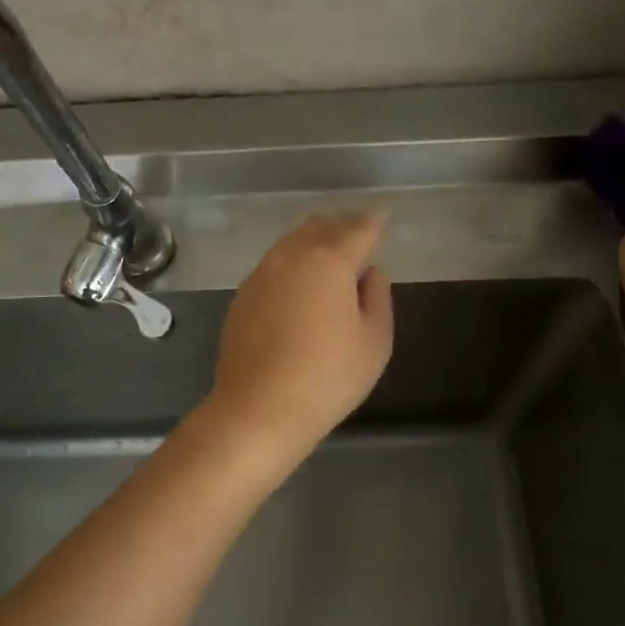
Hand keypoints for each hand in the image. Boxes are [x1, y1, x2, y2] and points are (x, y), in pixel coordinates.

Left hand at [203, 212, 395, 477]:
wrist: (259, 408)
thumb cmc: (328, 377)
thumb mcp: (374, 342)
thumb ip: (377, 299)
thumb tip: (370, 273)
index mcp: (329, 262)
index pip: (357, 230)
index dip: (373, 222)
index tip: (382, 217)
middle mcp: (291, 257)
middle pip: (318, 227)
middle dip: (341, 225)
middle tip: (358, 234)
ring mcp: (260, 274)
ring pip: (290, 243)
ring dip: (313, 242)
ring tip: (329, 256)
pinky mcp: (242, 296)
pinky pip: (272, 266)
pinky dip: (291, 264)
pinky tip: (298, 285)